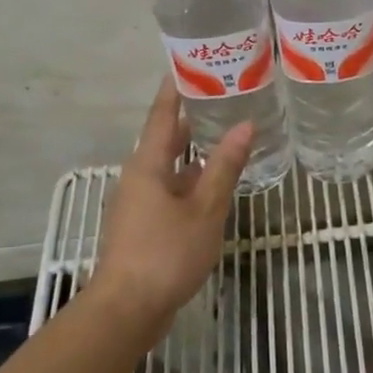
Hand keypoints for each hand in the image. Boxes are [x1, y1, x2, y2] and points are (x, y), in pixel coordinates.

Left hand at [87, 79, 252, 337]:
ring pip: (171, 166)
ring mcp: (139, 203)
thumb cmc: (166, 253)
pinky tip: (215, 184)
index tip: (190, 62)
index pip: (163, 114)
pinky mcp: (145, 225)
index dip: (176, 88)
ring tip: (227, 134)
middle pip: (166, 138)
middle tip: (223, 95)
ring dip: (195, 151)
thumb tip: (245, 125)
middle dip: (192, 116)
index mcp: (148, 164)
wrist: (127, 310)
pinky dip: (193, 179)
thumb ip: (224, 167)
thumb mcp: (204, 209)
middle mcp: (139, 177)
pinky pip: (171, 190)